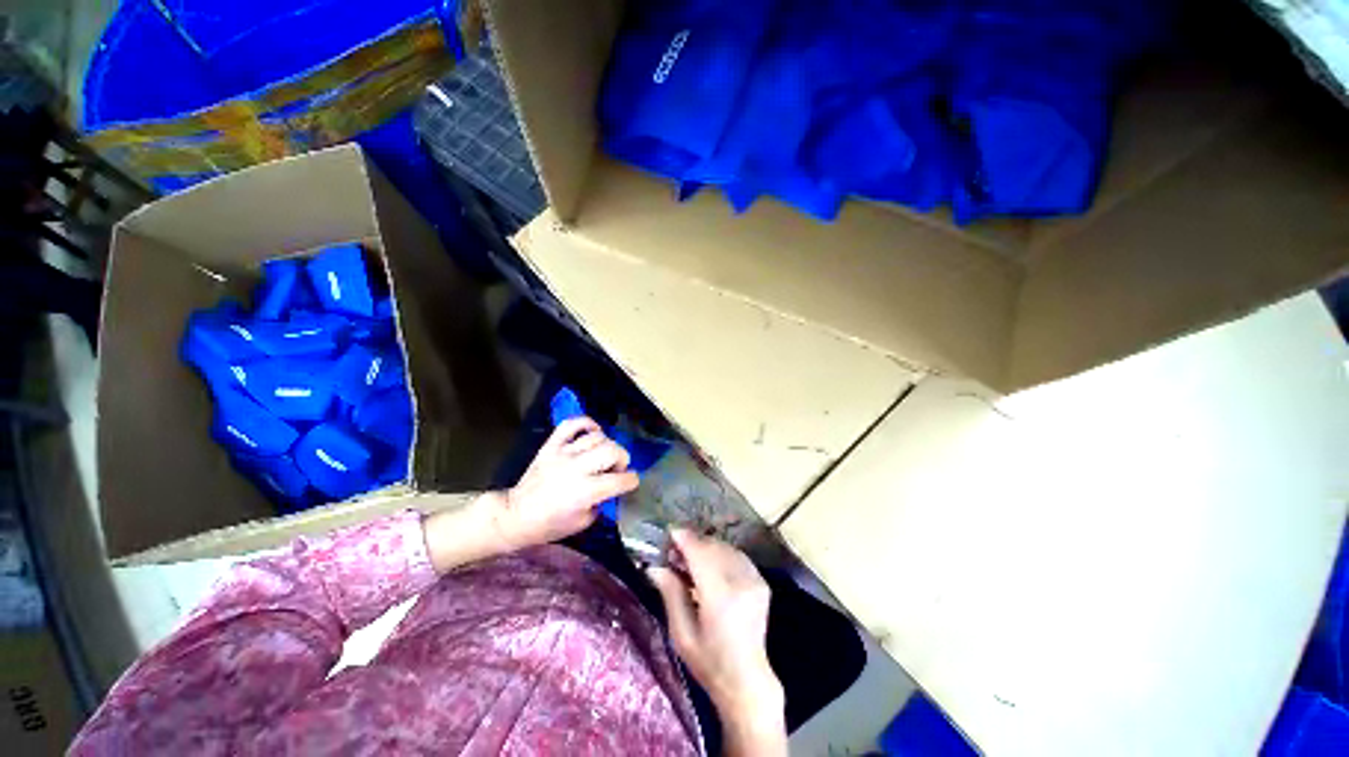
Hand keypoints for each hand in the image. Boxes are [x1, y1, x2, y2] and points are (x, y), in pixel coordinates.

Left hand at [492, 417, 638, 551]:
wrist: (515, 515)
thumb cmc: (550, 525)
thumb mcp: (583, 522)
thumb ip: (601, 502)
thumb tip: (611, 488)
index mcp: (585, 492)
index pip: (620, 479)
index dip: (631, 480)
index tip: (631, 481)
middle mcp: (576, 468)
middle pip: (612, 450)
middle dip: (622, 459)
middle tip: (616, 469)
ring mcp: (563, 454)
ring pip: (596, 437)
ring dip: (606, 445)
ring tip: (602, 456)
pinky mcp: (551, 445)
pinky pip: (571, 424)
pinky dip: (586, 423)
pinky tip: (593, 432)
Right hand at [648, 530, 784, 725]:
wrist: (747, 680)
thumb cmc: (709, 662)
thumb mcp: (681, 634)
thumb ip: (671, 594)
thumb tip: (654, 566)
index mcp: (720, 597)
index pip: (700, 554)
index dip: (685, 539)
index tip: (670, 532)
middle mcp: (741, 582)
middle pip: (713, 547)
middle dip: (693, 542)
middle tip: (675, 552)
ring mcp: (755, 580)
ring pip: (725, 547)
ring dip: (706, 547)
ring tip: (691, 559)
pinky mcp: (762, 582)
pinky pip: (737, 556)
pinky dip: (721, 554)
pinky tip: (710, 565)